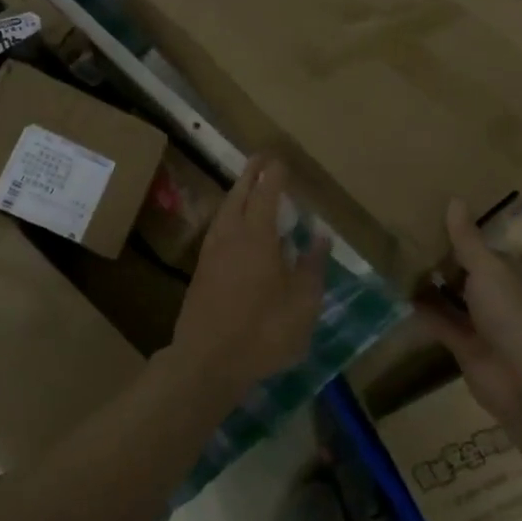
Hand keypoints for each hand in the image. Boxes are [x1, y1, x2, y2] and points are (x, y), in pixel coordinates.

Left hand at [171, 156, 327, 396]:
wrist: (207, 362)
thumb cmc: (263, 332)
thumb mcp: (302, 304)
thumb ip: (311, 267)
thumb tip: (320, 236)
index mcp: (257, 236)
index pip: (266, 193)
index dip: (274, 174)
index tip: (281, 160)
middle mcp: (231, 235)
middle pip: (239, 194)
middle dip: (251, 174)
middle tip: (261, 158)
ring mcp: (211, 252)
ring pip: (224, 210)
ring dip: (237, 192)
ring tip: (247, 186)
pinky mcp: (201, 271)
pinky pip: (217, 228)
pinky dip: (228, 215)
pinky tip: (233, 226)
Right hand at [415, 200, 521, 432]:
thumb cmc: (514, 312)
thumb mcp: (489, 267)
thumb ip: (467, 238)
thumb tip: (455, 200)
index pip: (494, 250)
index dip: (469, 236)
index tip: (439, 220)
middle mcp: (507, 298)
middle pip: (473, 274)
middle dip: (447, 260)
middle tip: (412, 236)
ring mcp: (488, 325)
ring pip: (456, 299)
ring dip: (434, 285)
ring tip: (401, 259)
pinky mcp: (468, 347)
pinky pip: (443, 323)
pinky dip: (425, 310)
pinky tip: (400, 291)